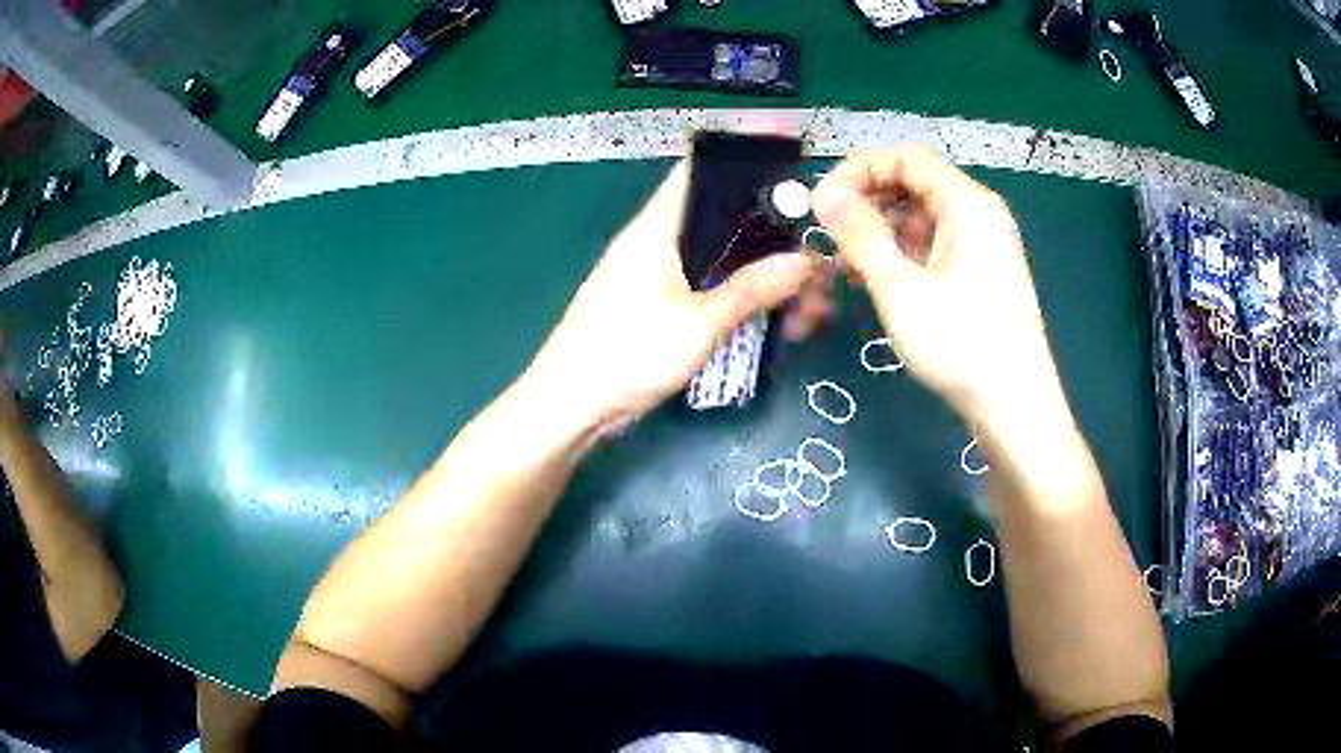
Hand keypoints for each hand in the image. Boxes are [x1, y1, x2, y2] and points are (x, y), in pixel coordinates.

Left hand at [521, 161, 819, 435]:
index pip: (701, 169)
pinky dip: (744, 298)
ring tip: (806, 312)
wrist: (570, 406)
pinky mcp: (662, 304)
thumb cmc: (626, 356)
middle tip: (817, 267)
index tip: (792, 157)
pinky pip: (713, 288)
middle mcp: (658, 241)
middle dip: (775, 238)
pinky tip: (777, 324)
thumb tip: (804, 261)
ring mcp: (659, 274)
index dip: (745, 156)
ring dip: (765, 277)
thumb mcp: (698, 325)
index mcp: (658, 227)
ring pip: (725, 260)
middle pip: (726, 220)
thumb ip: (751, 289)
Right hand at [813, 146, 1063, 423]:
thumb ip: (860, 234)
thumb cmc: (960, 344)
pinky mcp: (983, 272)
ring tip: (850, 265)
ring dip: (883, 231)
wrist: (1015, 406)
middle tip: (831, 236)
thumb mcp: (900, 287)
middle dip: (868, 202)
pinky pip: (937, 244)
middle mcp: (980, 213)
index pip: (905, 157)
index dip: (859, 169)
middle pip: (915, 183)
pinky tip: (882, 280)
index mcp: (967, 203)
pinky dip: (905, 253)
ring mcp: (985, 244)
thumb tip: (826, 193)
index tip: (823, 202)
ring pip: (924, 217)